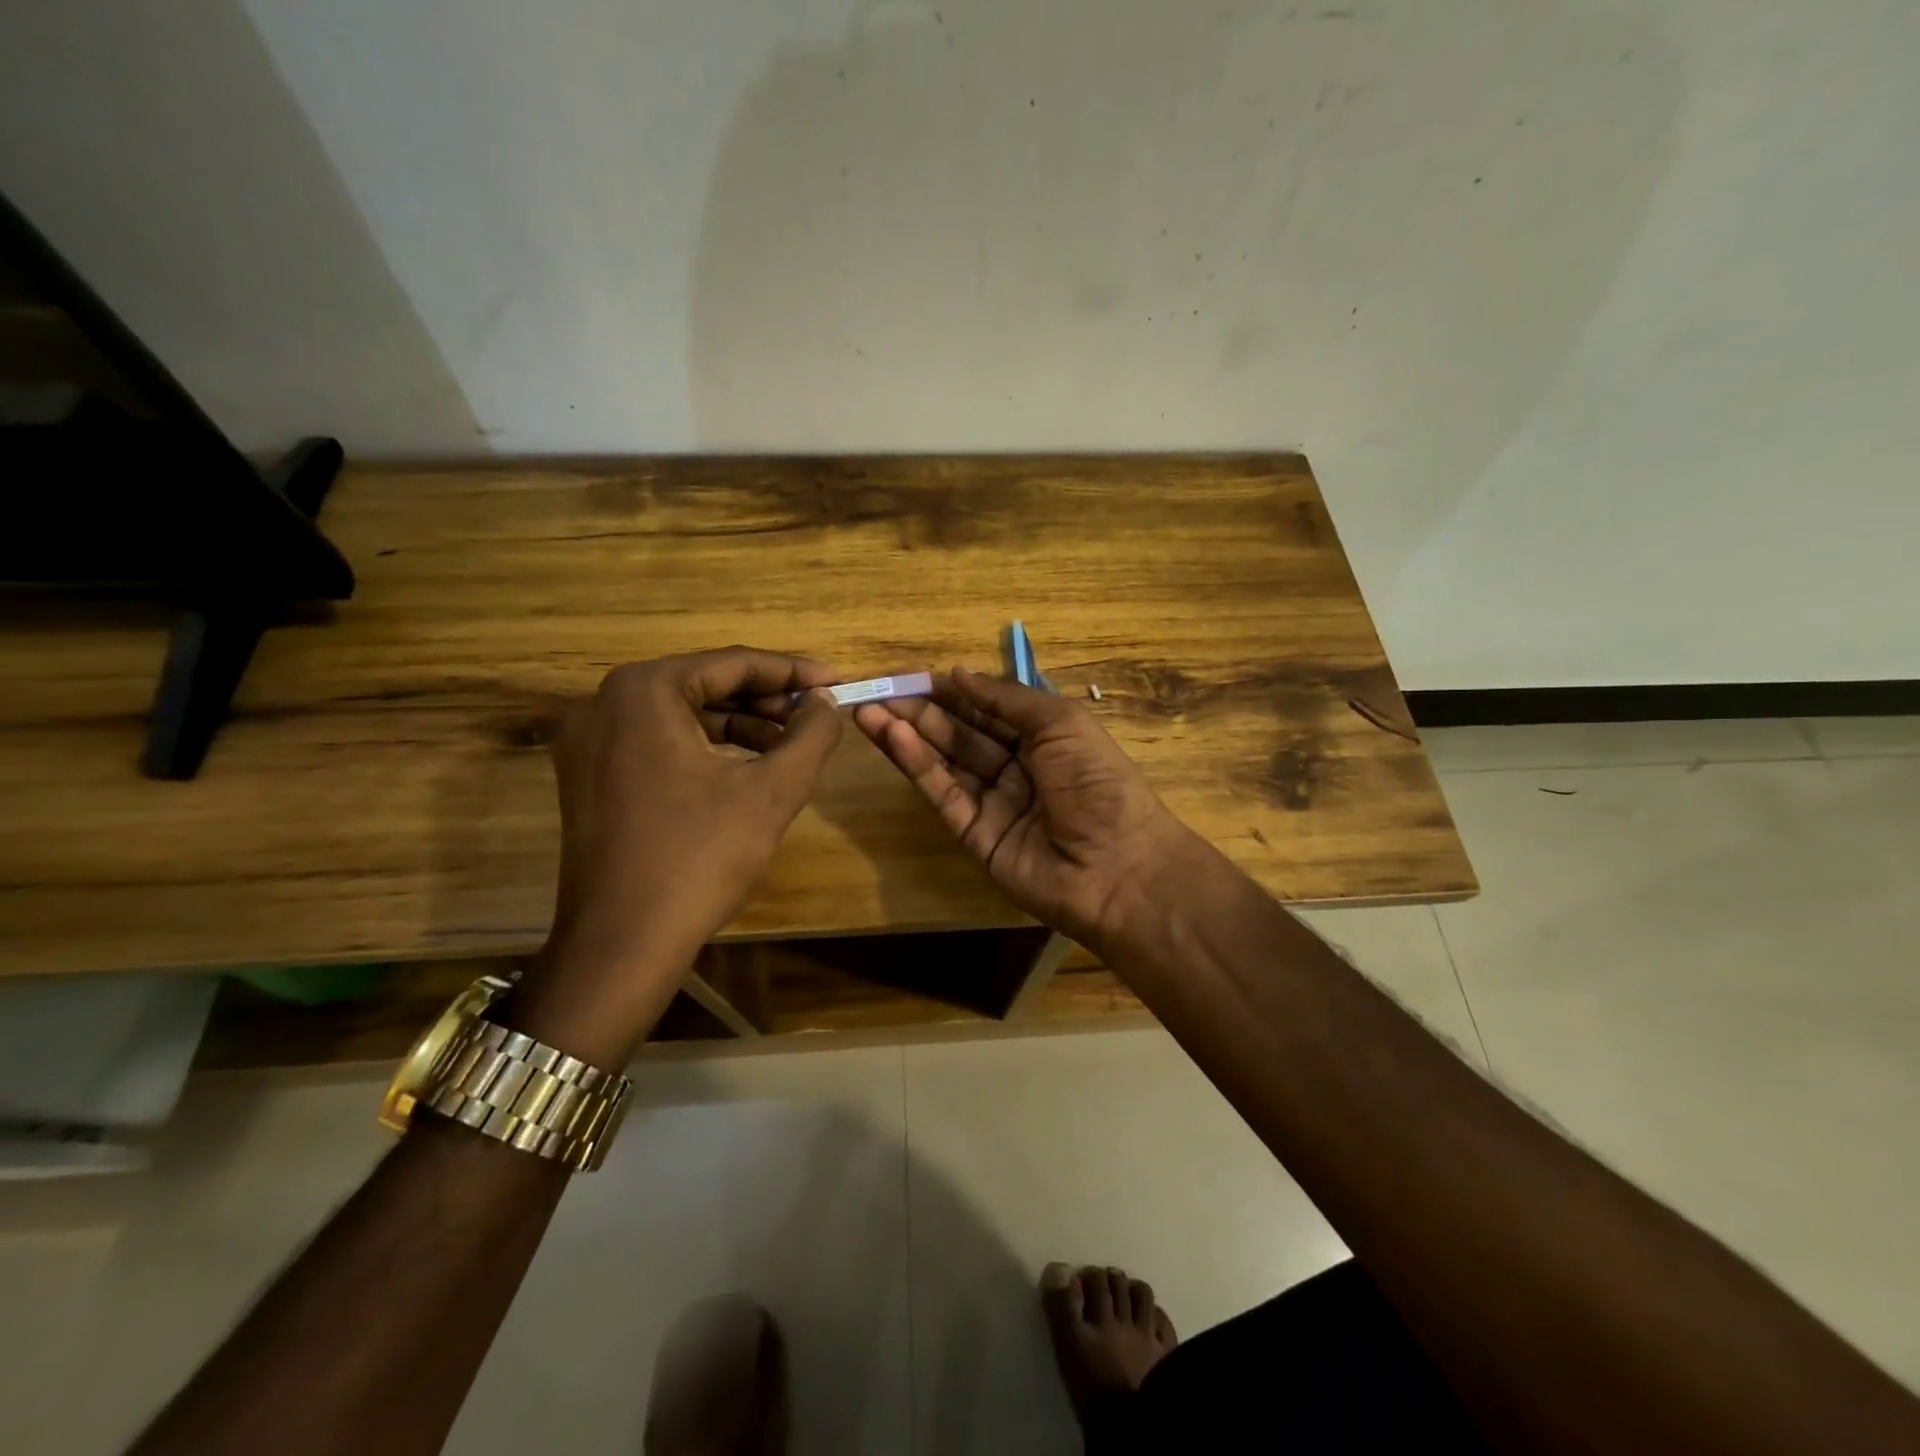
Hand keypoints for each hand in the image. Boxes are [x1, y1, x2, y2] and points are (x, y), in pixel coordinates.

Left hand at [510, 648, 843, 1065]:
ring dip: (740, 725)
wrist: (620, 944)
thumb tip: (827, 703)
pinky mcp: (589, 777)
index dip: (792, 672)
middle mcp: (604, 703)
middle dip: (766, 699)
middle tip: (816, 717)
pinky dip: (706, 748)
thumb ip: (810, 735)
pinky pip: (659, 743)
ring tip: (790, 745)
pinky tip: (747, 769)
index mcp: (643, 691)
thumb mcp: (771, 791)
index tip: (836, 683)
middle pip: (704, 685)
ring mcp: (589, 742)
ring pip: (682, 715)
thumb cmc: (699, 858)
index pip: (732, 663)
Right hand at [853, 667, 1190, 950]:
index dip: (951, 693)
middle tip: (877, 691)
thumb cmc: (1098, 782)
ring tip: (869, 711)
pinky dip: (918, 766)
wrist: (1117, 866)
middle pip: (960, 734)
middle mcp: (1015, 768)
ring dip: (908, 736)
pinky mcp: (974, 836)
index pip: (986, 710)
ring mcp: (993, 804)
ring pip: (944, 763)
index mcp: (1042, 739)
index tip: (911, 676)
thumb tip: (960, 673)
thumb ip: (1007, 698)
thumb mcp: (1061, 723)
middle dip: (920, 712)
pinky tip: (895, 738)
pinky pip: (944, 794)